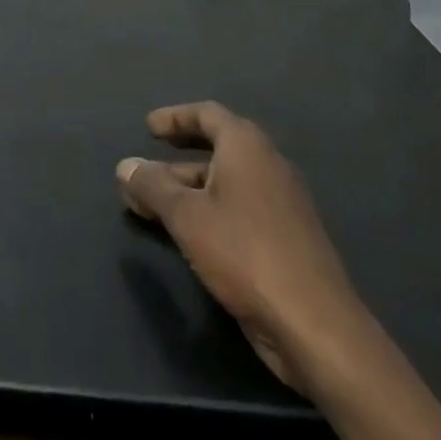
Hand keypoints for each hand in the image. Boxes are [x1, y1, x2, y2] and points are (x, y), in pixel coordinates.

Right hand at [117, 102, 371, 391]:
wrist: (315, 325)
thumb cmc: (244, 253)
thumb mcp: (185, 216)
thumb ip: (152, 187)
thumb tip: (125, 165)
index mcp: (247, 148)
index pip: (208, 114)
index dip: (175, 117)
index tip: (147, 128)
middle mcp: (268, 166)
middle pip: (217, 148)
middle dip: (176, 158)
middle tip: (144, 169)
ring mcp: (281, 204)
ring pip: (226, 182)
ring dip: (187, 188)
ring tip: (150, 206)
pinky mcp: (286, 238)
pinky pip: (239, 208)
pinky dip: (208, 210)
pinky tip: (186, 234)